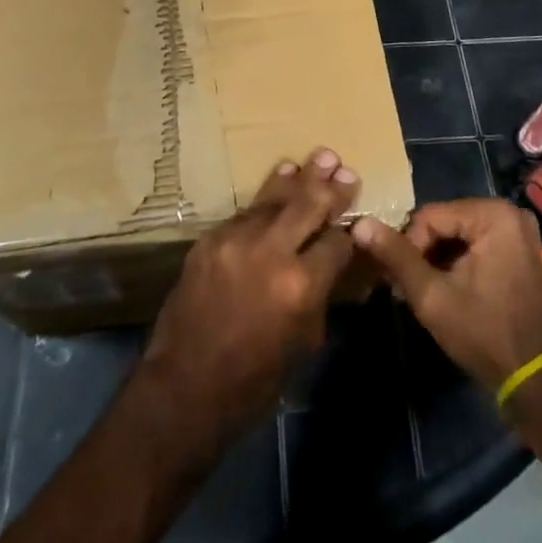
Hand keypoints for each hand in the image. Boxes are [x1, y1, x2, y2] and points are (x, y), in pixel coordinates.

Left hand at [140, 149, 360, 447]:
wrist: (185, 385)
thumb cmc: (255, 379)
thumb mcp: (304, 341)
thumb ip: (321, 294)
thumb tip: (333, 263)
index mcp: (301, 285)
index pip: (337, 242)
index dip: (349, 232)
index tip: (356, 220)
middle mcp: (271, 252)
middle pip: (309, 205)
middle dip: (330, 188)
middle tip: (345, 169)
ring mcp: (236, 240)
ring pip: (275, 199)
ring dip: (299, 179)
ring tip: (320, 157)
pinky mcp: (211, 238)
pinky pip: (246, 213)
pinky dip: (266, 200)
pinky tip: (280, 181)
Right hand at [352, 198, 541, 391]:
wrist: (535, 381)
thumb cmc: (484, 334)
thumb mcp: (432, 296)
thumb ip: (396, 257)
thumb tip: (360, 224)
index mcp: (493, 214)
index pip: (429, 217)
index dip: (408, 248)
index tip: (400, 283)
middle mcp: (509, 213)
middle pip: (444, 222)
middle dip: (422, 253)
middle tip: (406, 288)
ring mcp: (517, 231)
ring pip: (457, 234)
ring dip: (437, 259)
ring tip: (423, 292)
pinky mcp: (519, 250)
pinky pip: (475, 243)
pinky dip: (457, 262)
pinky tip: (446, 289)